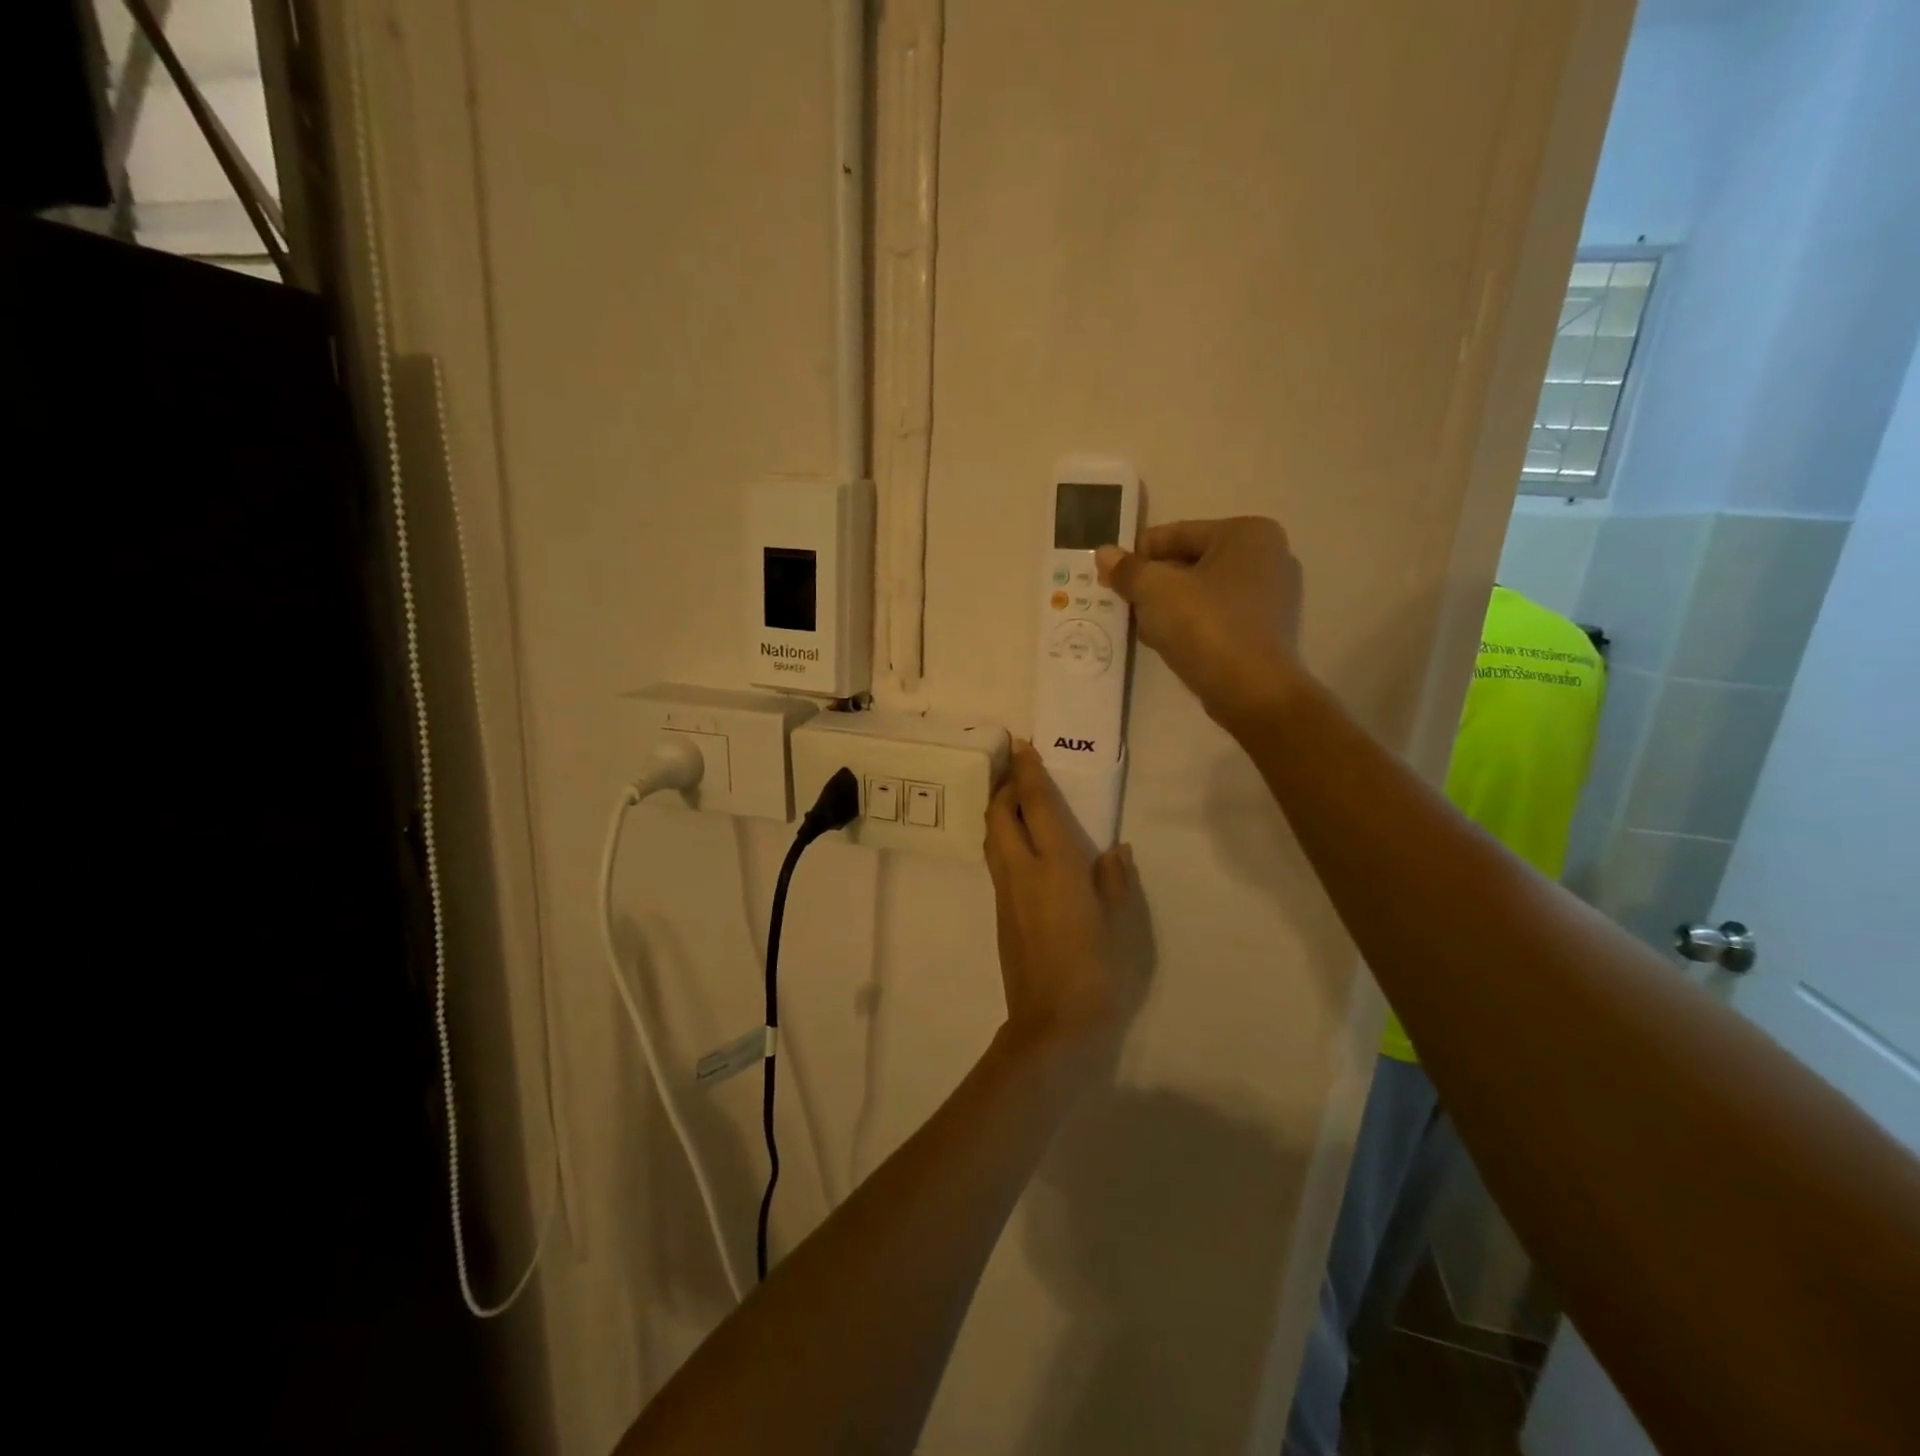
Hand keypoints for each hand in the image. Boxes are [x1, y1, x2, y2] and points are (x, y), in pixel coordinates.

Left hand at [983, 745, 1151, 1055]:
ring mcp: (1005, 892)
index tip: (1024, 747)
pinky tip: (1021, 844)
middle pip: (999, 814)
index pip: (1036, 806)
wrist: (1052, 1024)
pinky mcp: (999, 911)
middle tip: (1020, 771)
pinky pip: (996, 859)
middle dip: (1005, 787)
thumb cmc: (1097, 971)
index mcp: (1056, 867)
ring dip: (999, 811)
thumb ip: (1115, 881)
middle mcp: (1022, 871)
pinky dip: (1002, 837)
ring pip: (991, 836)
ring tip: (1016, 800)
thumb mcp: (1120, 924)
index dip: (1029, 773)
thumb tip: (1115, 850)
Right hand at [1096, 517, 1303, 727]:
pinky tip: (1166, 642)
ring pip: (1201, 591)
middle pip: (1189, 562)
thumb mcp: (1156, 591)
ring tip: (1140, 626)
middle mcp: (1267, 557)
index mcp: (1247, 533)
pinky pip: (1216, 616)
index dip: (1137, 555)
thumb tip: (1104, 554)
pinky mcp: (1264, 630)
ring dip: (1167, 605)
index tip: (1110, 578)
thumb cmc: (1206, 626)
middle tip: (1122, 603)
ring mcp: (1271, 596)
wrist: (1252, 691)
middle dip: (1152, 583)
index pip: (1176, 534)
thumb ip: (1128, 569)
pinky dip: (1189, 624)